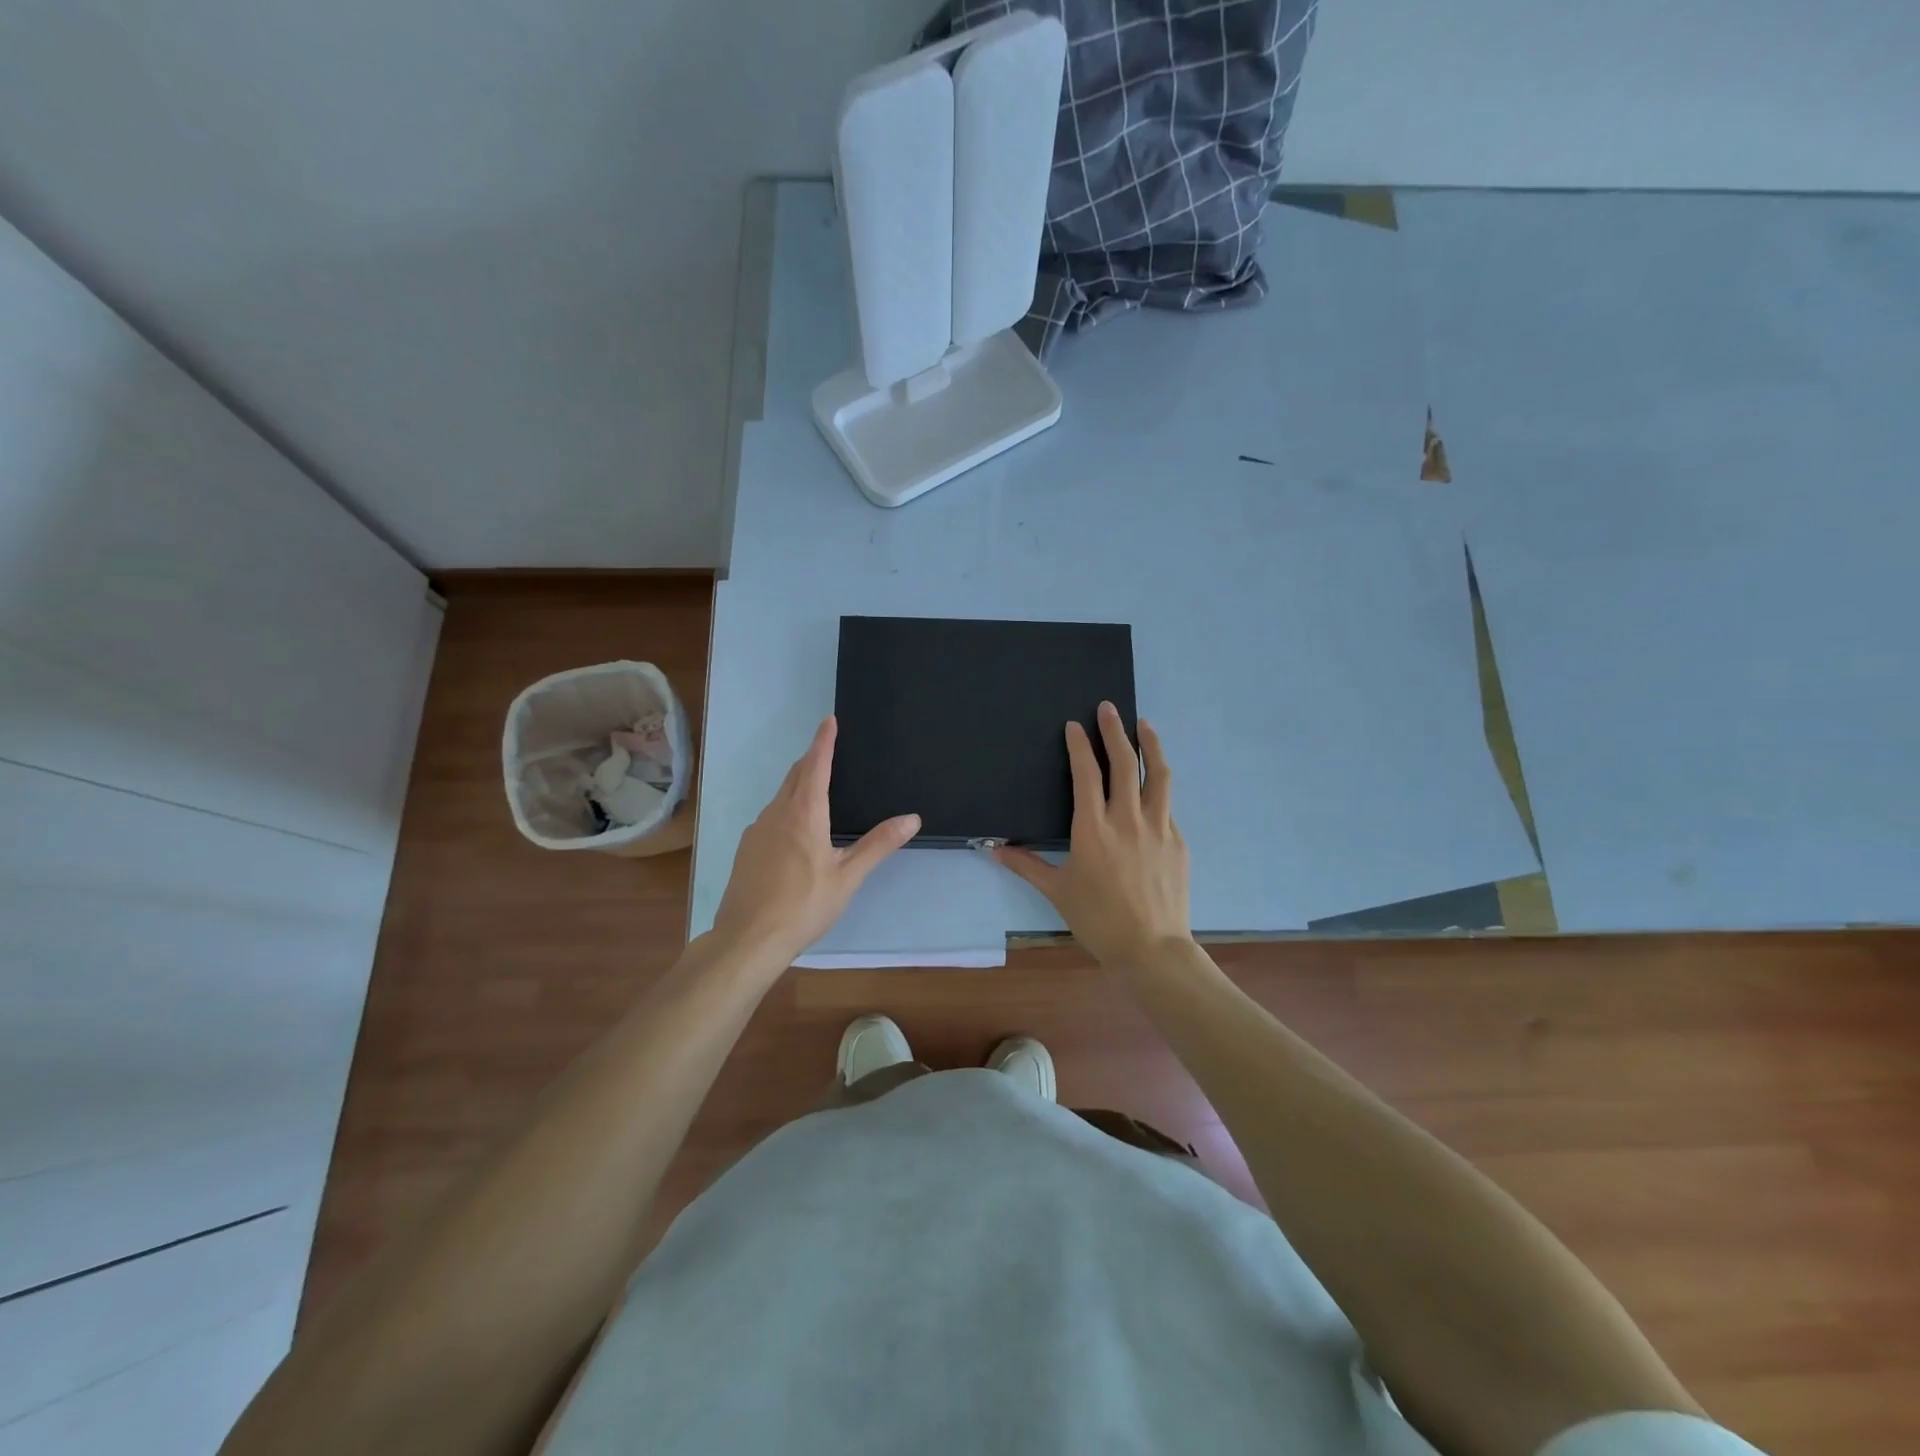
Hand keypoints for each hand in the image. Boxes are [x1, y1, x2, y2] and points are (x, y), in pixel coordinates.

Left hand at [710, 716, 919, 968]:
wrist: (748, 938)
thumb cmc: (804, 906)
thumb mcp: (848, 877)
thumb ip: (878, 845)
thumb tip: (911, 818)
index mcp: (805, 814)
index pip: (816, 765)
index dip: (824, 741)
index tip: (829, 720)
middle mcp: (777, 813)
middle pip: (795, 776)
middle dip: (811, 758)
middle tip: (826, 748)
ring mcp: (757, 830)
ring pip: (780, 796)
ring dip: (797, 783)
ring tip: (813, 784)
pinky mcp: (746, 849)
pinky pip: (770, 815)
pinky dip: (785, 807)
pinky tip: (792, 828)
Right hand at [995, 702, 1191, 969]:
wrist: (1151, 949)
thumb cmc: (1098, 919)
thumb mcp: (1057, 891)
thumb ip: (1027, 865)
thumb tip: (994, 849)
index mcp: (1092, 828)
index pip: (1086, 774)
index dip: (1080, 745)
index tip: (1076, 725)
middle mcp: (1127, 819)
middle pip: (1124, 763)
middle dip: (1115, 731)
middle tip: (1109, 709)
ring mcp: (1158, 827)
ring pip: (1157, 775)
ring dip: (1150, 745)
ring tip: (1145, 725)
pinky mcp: (1177, 841)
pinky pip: (1166, 805)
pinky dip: (1158, 787)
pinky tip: (1153, 786)